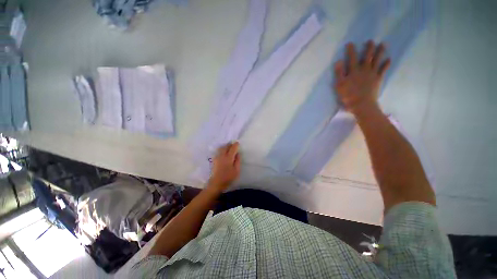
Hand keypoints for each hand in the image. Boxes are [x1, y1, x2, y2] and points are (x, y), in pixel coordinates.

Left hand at [207, 142, 240, 191]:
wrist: (216, 182)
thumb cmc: (228, 177)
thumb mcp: (236, 170)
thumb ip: (237, 161)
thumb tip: (238, 153)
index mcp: (229, 158)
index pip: (232, 148)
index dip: (235, 145)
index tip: (238, 143)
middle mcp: (222, 155)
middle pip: (226, 146)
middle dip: (230, 144)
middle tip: (233, 144)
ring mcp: (217, 157)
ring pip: (221, 148)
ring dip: (225, 146)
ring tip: (229, 147)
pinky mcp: (214, 159)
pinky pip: (218, 151)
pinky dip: (222, 149)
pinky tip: (223, 151)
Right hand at [334, 41, 390, 113]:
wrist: (361, 104)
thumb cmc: (348, 95)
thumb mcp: (339, 85)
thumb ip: (339, 73)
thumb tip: (338, 61)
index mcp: (354, 71)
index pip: (351, 58)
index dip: (351, 50)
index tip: (350, 43)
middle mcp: (364, 69)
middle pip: (367, 56)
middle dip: (368, 48)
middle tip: (370, 41)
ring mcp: (372, 73)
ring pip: (377, 60)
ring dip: (380, 52)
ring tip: (383, 44)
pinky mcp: (378, 79)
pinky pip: (383, 69)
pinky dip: (386, 64)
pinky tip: (389, 59)